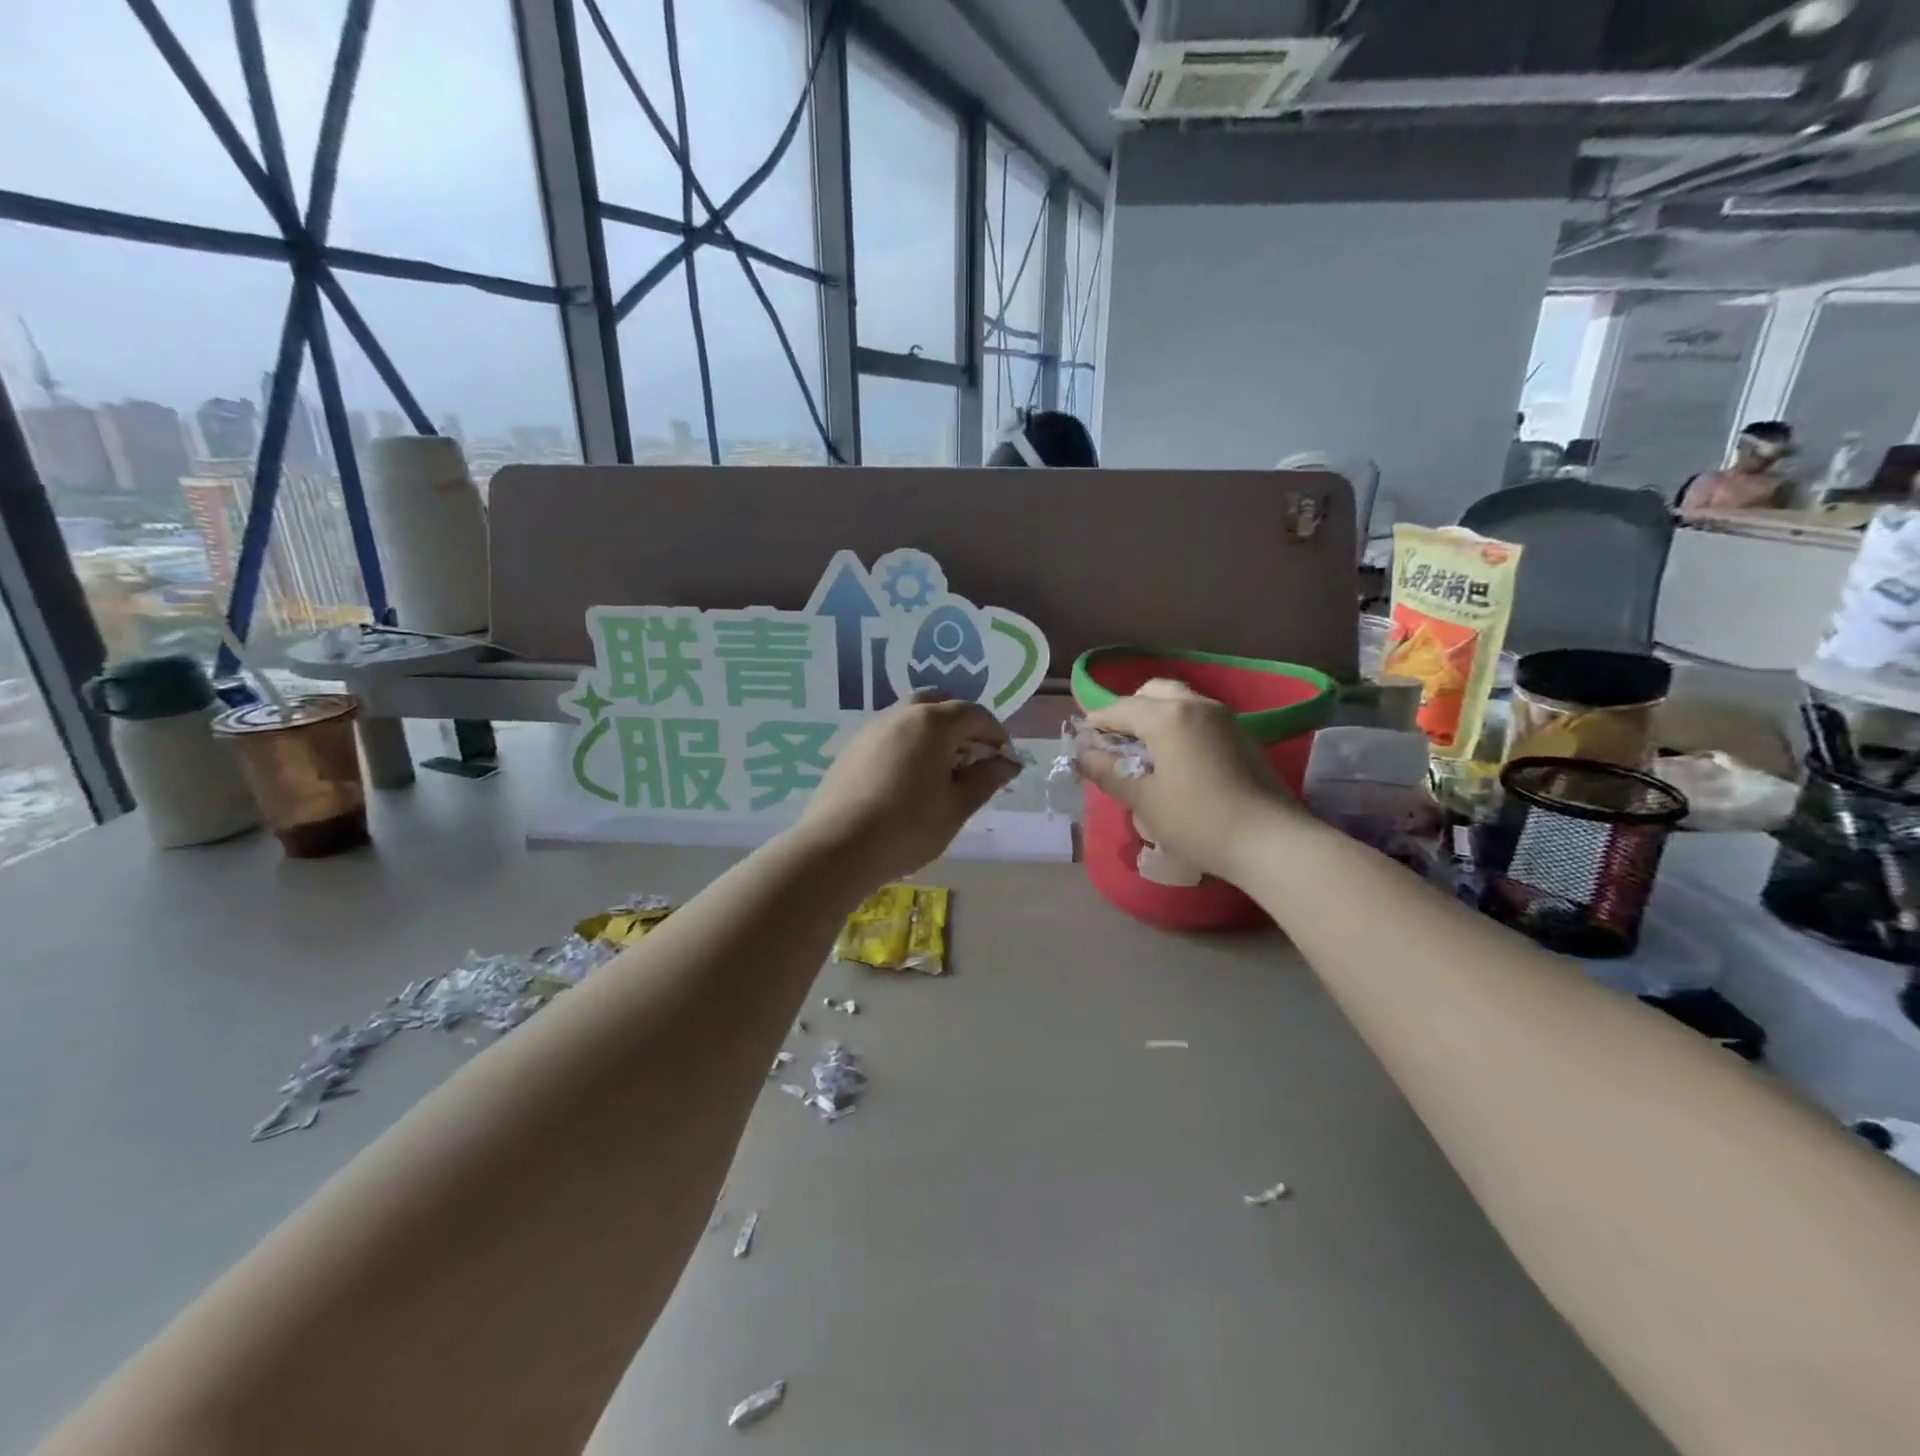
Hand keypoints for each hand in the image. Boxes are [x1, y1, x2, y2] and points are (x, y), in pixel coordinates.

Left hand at [788, 692, 1020, 885]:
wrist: (838, 847)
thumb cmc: (908, 827)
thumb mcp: (957, 807)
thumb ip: (986, 779)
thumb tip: (1007, 762)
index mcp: (932, 722)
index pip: (974, 714)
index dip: (996, 734)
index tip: (1004, 760)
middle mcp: (901, 714)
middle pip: (939, 704)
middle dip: (962, 725)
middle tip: (972, 757)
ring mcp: (871, 728)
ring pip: (911, 716)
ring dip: (934, 733)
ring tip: (941, 770)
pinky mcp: (852, 748)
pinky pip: (890, 734)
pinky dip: (909, 744)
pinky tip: (909, 779)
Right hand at [1081, 679, 1300, 882]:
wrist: (1270, 840)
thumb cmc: (1198, 821)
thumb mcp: (1144, 801)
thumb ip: (1109, 773)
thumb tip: (1083, 757)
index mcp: (1167, 716)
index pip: (1119, 708)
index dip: (1097, 723)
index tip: (1083, 742)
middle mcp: (1195, 704)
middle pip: (1151, 692)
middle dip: (1128, 711)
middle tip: (1116, 743)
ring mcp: (1223, 716)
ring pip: (1178, 700)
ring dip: (1155, 714)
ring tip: (1144, 750)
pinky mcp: (1240, 733)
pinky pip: (1198, 715)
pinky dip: (1178, 724)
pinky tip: (1175, 757)